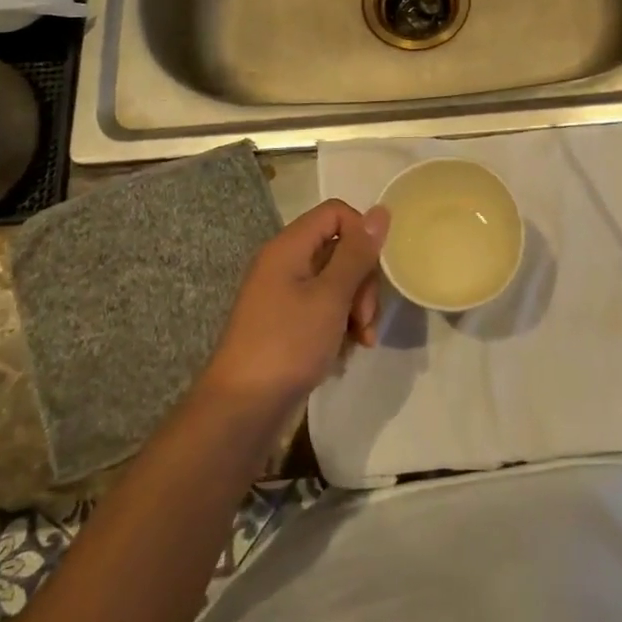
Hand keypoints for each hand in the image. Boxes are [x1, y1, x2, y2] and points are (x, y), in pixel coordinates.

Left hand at [198, 200, 388, 419]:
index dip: (362, 234)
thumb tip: (380, 211)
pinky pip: (323, 307)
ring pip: (336, 281)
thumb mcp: (330, 296)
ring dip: (356, 307)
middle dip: (362, 281)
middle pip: (339, 249)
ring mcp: (284, 294)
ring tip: (362, 340)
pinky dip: (340, 324)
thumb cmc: (287, 345)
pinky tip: (348, 350)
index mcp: (289, 247)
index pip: (336, 213)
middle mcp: (284, 263)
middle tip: (366, 318)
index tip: (374, 270)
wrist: (241, 410)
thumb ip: (357, 253)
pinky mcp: (286, 322)